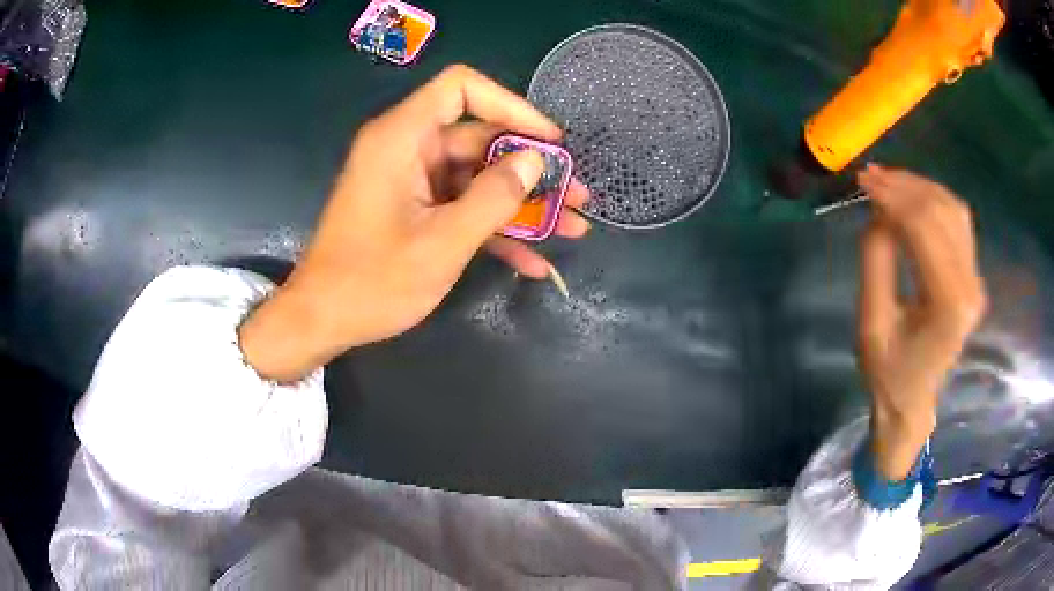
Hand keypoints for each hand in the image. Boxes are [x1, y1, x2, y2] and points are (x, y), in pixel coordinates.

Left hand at [239, 65, 590, 381]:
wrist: (321, 321)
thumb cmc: (372, 282)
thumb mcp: (443, 242)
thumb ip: (494, 198)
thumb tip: (536, 162)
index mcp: (403, 138)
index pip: (461, 88)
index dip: (511, 106)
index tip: (549, 141)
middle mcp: (407, 149)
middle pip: (480, 138)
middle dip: (532, 169)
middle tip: (577, 196)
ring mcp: (411, 181)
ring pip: (478, 177)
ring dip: (522, 204)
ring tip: (571, 228)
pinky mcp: (414, 209)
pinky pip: (462, 206)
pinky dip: (494, 229)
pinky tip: (534, 260)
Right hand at [857, 164, 987, 479]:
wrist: (913, 399)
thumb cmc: (888, 372)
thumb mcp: (870, 324)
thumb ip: (876, 262)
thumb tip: (878, 212)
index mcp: (948, 305)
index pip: (925, 229)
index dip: (893, 197)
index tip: (862, 180)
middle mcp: (971, 287)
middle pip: (941, 212)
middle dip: (903, 186)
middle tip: (869, 175)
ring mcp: (976, 279)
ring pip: (953, 209)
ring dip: (919, 187)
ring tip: (887, 180)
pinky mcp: (973, 274)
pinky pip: (958, 221)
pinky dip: (933, 199)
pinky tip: (912, 195)